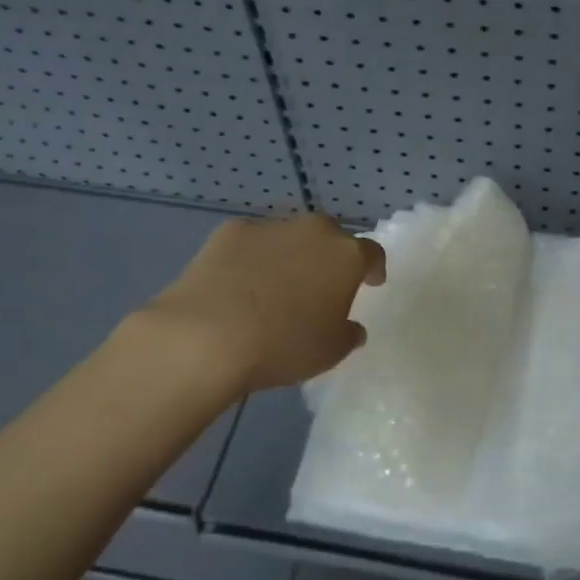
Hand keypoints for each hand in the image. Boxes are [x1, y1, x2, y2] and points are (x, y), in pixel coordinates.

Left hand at [132, 214, 386, 391]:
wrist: (206, 337)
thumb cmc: (282, 346)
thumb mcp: (329, 352)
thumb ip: (347, 334)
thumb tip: (350, 327)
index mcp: (346, 256)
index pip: (372, 253)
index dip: (373, 268)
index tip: (371, 282)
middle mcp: (313, 231)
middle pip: (330, 237)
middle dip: (329, 257)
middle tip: (321, 285)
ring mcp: (270, 227)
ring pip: (289, 237)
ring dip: (289, 256)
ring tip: (274, 288)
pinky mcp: (229, 231)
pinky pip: (251, 243)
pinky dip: (251, 259)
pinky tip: (238, 285)